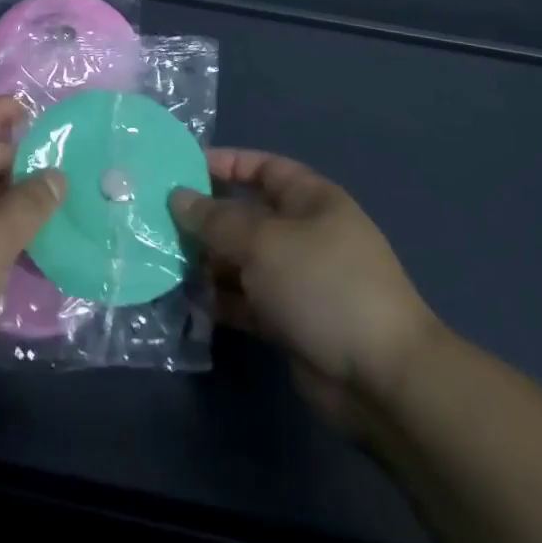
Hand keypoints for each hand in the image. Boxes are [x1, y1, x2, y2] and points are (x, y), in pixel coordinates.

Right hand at [171, 150, 438, 437]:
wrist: (381, 378)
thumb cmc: (322, 285)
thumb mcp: (263, 242)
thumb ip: (216, 219)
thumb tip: (178, 197)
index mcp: (310, 200)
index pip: (263, 168)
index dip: (225, 164)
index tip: (182, 169)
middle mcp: (305, 234)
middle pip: (248, 216)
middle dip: (208, 218)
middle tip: (160, 221)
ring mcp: (299, 280)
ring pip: (244, 261)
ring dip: (209, 262)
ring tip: (167, 263)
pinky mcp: (292, 322)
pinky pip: (248, 301)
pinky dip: (222, 301)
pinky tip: (190, 303)